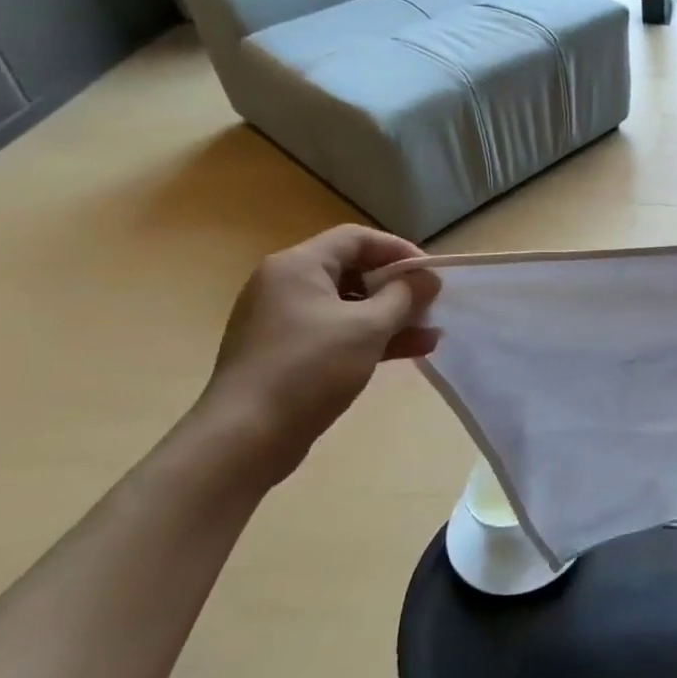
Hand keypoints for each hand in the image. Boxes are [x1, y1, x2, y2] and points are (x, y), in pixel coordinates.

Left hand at [196, 225, 440, 481]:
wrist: (245, 438)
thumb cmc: (310, 368)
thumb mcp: (369, 327)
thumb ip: (405, 296)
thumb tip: (427, 278)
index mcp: (298, 266)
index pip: (357, 239)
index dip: (399, 250)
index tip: (431, 274)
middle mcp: (285, 285)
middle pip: (352, 271)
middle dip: (397, 288)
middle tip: (431, 305)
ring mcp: (282, 321)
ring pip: (347, 306)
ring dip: (390, 317)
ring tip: (429, 335)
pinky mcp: (285, 353)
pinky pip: (335, 332)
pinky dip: (368, 338)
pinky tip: (406, 352)